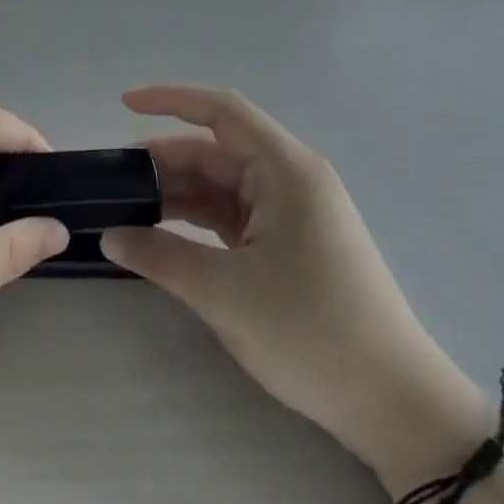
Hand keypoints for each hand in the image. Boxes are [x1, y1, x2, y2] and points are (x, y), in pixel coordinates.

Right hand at [101, 86, 481, 479]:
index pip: (221, 111)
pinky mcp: (289, 243)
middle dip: (163, 161)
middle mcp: (291, 179)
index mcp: (286, 170)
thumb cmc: (313, 334)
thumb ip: (160, 256)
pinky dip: (197, 219)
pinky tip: (162, 233)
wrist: (394, 404)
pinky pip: (233, 214)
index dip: (169, 99)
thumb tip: (109, 236)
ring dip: (177, 193)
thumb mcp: (225, 293)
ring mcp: (292, 212)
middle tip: (112, 182)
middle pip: (215, 150)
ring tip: (127, 208)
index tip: (123, 103)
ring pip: (221, 184)